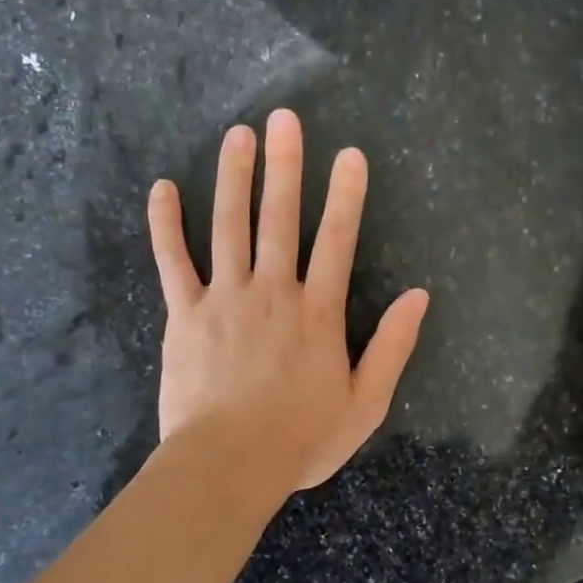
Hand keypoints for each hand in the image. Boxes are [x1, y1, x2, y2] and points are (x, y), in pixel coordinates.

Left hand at [148, 110, 429, 493]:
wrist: (228, 465)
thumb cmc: (300, 439)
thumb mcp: (365, 404)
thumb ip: (393, 347)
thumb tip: (419, 296)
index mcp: (318, 313)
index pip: (337, 241)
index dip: (345, 195)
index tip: (349, 154)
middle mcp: (272, 291)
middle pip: (280, 219)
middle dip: (285, 166)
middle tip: (285, 118)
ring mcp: (224, 298)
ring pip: (229, 226)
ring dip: (234, 178)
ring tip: (238, 135)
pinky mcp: (184, 314)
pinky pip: (173, 261)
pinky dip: (166, 225)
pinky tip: (163, 189)